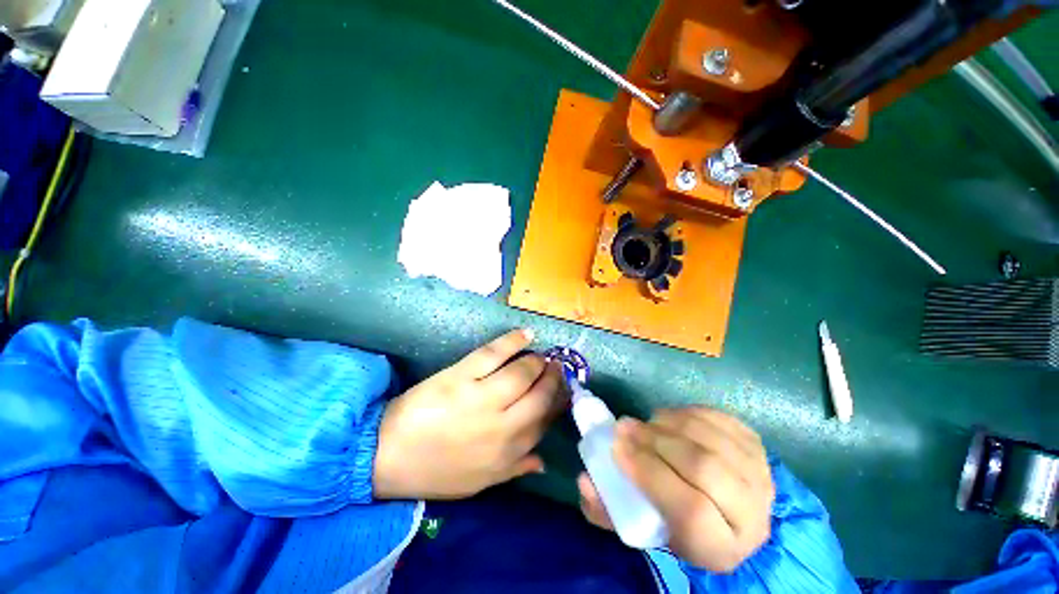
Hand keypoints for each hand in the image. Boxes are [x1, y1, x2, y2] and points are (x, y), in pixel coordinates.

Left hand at [373, 329, 566, 499]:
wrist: (388, 455)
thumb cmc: (435, 471)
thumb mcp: (479, 482)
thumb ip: (515, 469)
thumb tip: (543, 460)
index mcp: (507, 451)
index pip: (544, 421)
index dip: (557, 402)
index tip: (563, 390)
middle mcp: (502, 425)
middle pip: (539, 395)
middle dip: (553, 378)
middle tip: (555, 367)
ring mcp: (481, 397)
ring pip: (522, 372)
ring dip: (537, 361)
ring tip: (541, 355)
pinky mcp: (461, 376)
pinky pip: (494, 353)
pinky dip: (513, 341)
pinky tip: (526, 334)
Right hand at [578, 408, 773, 572]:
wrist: (734, 512)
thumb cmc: (682, 524)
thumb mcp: (645, 528)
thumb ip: (609, 509)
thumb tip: (584, 481)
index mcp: (722, 546)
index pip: (690, 508)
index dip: (649, 473)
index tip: (618, 449)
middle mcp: (752, 513)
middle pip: (702, 467)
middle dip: (655, 441)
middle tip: (625, 427)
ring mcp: (759, 474)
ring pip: (709, 437)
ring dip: (668, 423)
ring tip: (646, 423)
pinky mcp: (756, 445)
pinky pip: (717, 418)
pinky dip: (686, 413)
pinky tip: (669, 419)